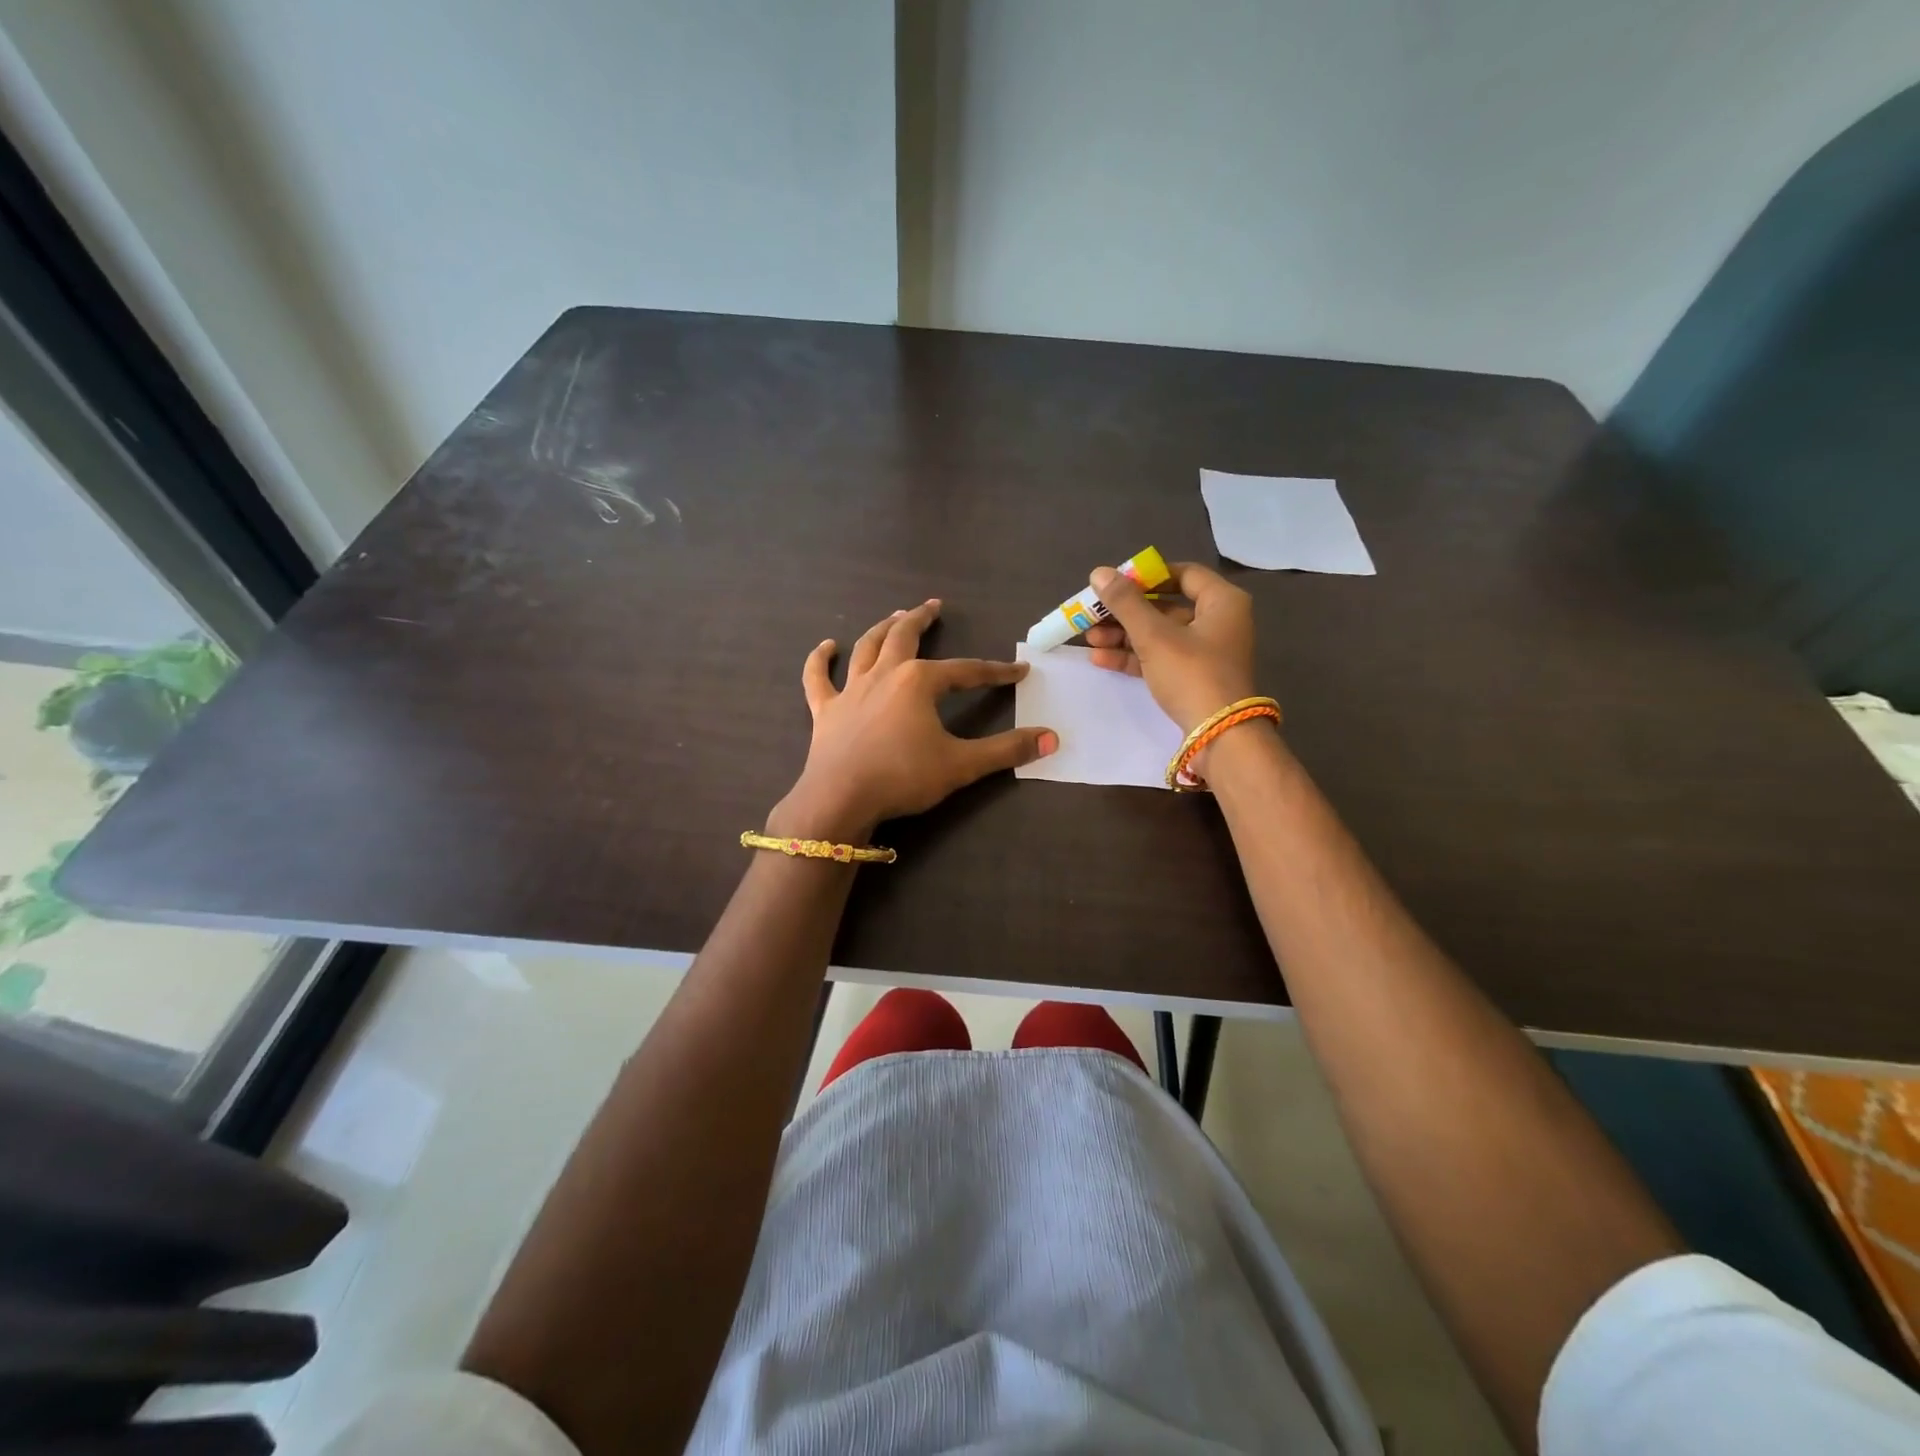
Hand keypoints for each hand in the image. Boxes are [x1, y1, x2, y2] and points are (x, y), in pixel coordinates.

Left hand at [771, 599, 1057, 841]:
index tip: (1018, 671)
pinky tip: (827, 647)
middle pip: (904, 637)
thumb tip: (1051, 739)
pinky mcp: (825, 710)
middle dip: (921, 619)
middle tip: (933, 606)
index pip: (966, 671)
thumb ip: (1007, 750)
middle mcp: (884, 675)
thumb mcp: (962, 764)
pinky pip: (819, 678)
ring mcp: (851, 690)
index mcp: (919, 682)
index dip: (995, 671)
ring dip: (882, 628)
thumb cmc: (903, 777)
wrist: (840, 799)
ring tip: (895, 616)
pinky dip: (820, 660)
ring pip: (867, 648)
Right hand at [1084, 561, 1257, 732]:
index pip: (1184, 574)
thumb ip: (1126, 603)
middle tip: (1093, 613)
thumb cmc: (1192, 674)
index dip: (1148, 576)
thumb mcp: (1155, 635)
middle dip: (1126, 611)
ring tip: (1090, 638)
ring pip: (1159, 635)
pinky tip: (1101, 659)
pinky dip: (1133, 657)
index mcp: (1221, 602)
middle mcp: (1218, 622)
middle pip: (1166, 606)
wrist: (1218, 735)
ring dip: (1124, 635)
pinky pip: (1160, 658)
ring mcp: (1206, 652)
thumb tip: (1099, 572)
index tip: (1116, 583)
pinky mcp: (1193, 678)